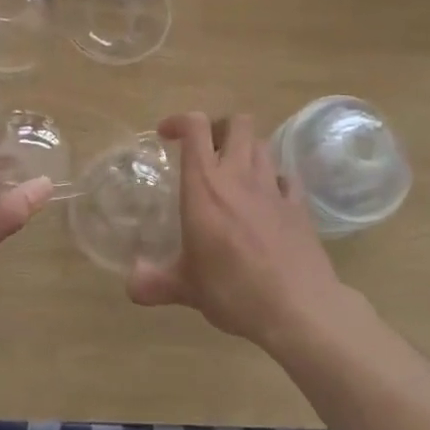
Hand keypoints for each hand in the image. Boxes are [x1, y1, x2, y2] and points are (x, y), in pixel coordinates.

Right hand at [127, 112, 344, 345]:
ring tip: (234, 173)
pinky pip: (286, 177)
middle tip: (206, 151)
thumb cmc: (233, 291)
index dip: (180, 121)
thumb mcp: (187, 288)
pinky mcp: (298, 206)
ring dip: (246, 150)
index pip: (195, 128)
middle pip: (237, 123)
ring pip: (262, 145)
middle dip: (220, 128)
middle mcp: (239, 176)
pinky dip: (274, 179)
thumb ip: (154, 282)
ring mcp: (273, 188)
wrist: (298, 308)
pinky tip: (267, 199)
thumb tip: (130, 284)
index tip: (166, 135)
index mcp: (205, 186)